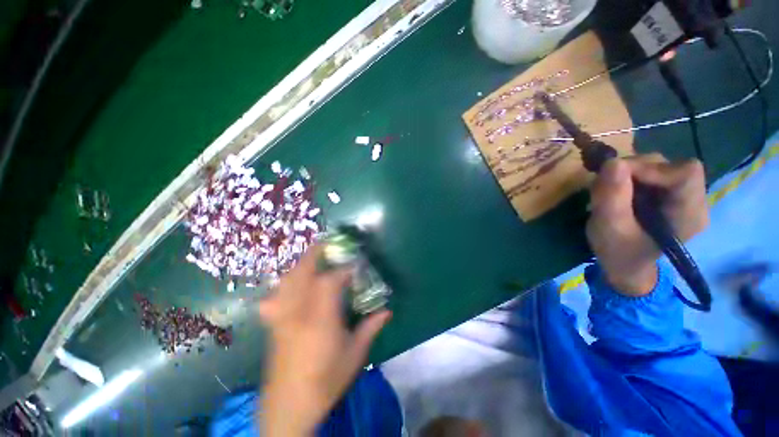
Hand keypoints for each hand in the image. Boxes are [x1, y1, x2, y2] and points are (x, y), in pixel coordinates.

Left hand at [258, 245, 391, 436]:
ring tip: (313, 260)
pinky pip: (274, 297)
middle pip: (302, 273)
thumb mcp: (355, 355)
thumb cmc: (326, 381)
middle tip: (328, 245)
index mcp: (320, 319)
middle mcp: (297, 313)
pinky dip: (283, 286)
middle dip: (316, 254)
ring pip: (286, 281)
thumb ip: (370, 328)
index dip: (344, 269)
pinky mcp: (273, 326)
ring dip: (301, 266)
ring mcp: (281, 318)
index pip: (330, 281)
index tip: (355, 265)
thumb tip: (388, 310)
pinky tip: (291, 288)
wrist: (288, 408)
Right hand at [586, 154, 708, 295]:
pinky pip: (650, 174)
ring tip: (609, 192)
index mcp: (689, 214)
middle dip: (634, 170)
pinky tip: (617, 193)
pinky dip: (629, 178)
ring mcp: (681, 196)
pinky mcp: (667, 194)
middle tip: (607, 185)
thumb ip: (612, 197)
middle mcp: (693, 200)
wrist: (623, 265)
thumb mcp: (609, 227)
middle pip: (670, 166)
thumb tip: (612, 162)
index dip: (651, 168)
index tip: (618, 176)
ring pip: (657, 166)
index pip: (685, 172)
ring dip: (628, 174)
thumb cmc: (618, 252)